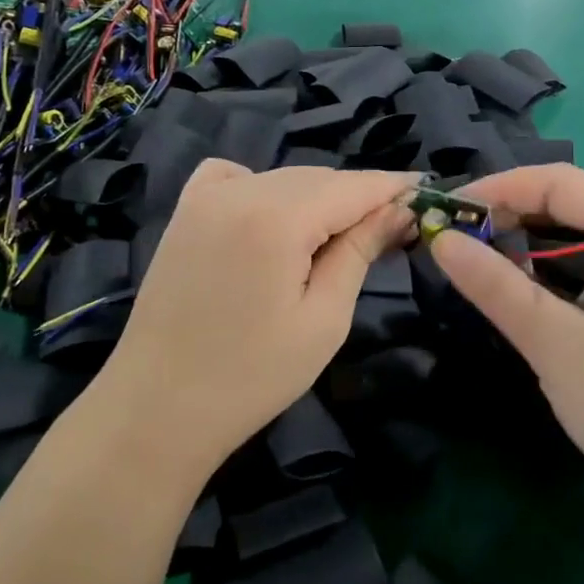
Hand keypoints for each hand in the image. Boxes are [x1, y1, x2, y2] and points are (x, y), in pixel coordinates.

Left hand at [98, 161, 416, 484]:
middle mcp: (239, 190)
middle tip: (390, 229)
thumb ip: (359, 251)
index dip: (392, 187)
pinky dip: (265, 187)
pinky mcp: (185, 211)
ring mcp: (205, 197)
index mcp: (276, 217)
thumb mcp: (323, 318)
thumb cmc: (251, 376)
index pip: (352, 186)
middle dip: (357, 198)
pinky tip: (272, 220)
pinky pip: (237, 177)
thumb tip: (399, 208)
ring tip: (336, 238)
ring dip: (316, 198)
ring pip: (283, 179)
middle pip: (319, 178)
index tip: (426, 192)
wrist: (157, 406)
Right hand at [430, 165, 583, 497]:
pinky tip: (517, 295)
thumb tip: (440, 238)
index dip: (500, 188)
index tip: (449, 210)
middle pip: (569, 206)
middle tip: (457, 238)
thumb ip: (493, 284)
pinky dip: (546, 274)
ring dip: (524, 246)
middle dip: (509, 215)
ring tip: (477, 262)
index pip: (561, 183)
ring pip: (576, 241)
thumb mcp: (552, 339)